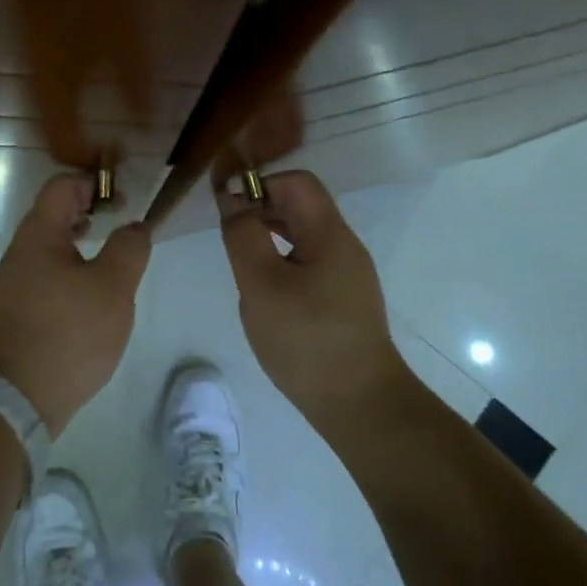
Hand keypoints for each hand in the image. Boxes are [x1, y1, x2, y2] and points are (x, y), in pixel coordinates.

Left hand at [0, 174, 151, 438]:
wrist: (19, 396)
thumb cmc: (70, 332)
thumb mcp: (113, 287)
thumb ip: (129, 248)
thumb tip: (134, 227)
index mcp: (38, 235)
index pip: (61, 186)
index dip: (94, 185)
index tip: (122, 205)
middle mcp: (19, 252)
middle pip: (52, 214)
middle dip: (88, 213)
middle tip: (119, 229)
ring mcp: (12, 283)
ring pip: (48, 247)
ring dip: (79, 244)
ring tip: (109, 264)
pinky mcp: (14, 311)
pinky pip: (43, 275)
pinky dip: (68, 271)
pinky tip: (88, 299)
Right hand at [217, 169, 406, 435]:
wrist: (359, 404)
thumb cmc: (306, 340)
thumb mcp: (262, 285)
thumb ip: (243, 236)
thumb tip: (232, 197)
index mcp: (329, 234)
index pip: (296, 182)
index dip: (259, 183)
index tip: (227, 206)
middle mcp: (343, 246)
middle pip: (301, 205)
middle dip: (261, 207)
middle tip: (227, 233)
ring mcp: (346, 273)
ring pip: (302, 234)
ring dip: (268, 234)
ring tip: (240, 258)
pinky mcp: (342, 298)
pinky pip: (307, 260)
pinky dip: (281, 259)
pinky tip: (263, 286)